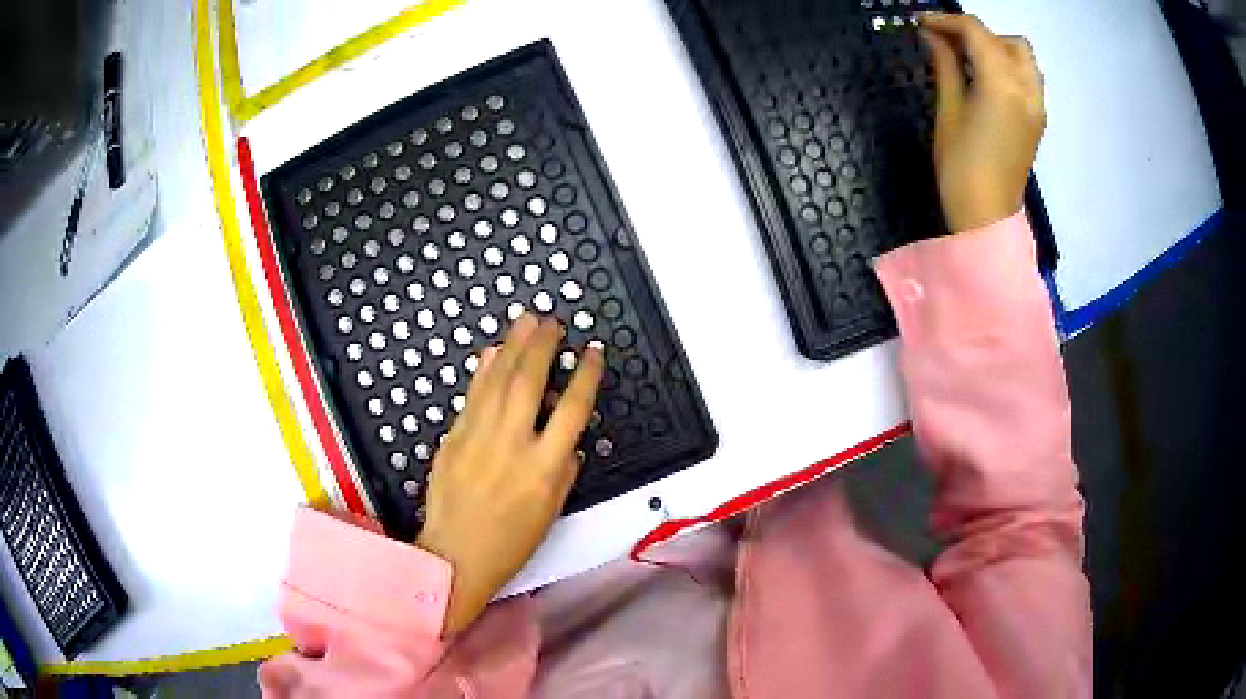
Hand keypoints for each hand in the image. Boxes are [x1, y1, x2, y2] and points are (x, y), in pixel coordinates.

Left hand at [415, 314, 603, 635]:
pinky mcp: (453, 438)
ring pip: (497, 381)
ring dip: (513, 347)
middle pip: (531, 382)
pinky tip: (491, 353)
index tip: (591, 353)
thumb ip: (564, 472)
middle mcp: (512, 445)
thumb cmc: (507, 543)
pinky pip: (471, 396)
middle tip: (552, 323)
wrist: (455, 556)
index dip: (586, 375)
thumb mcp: (550, 512)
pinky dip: (482, 371)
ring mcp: (478, 438)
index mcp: (544, 468)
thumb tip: (569, 442)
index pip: (573, 409)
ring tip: (525, 322)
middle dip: (544, 346)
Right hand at [920, 13, 1045, 231]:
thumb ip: (947, 67)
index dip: (946, 20)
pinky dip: (1008, 67)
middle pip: (1004, 40)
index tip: (922, 23)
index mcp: (1002, 84)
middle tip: (946, 43)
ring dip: (996, 48)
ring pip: (1023, 57)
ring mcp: (1037, 106)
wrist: (987, 220)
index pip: (976, 32)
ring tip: (969, 61)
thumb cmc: (960, 169)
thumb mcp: (948, 112)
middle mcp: (1026, 89)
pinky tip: (986, 81)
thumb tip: (933, 37)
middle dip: (974, 33)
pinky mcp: (1037, 120)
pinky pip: (1028, 78)